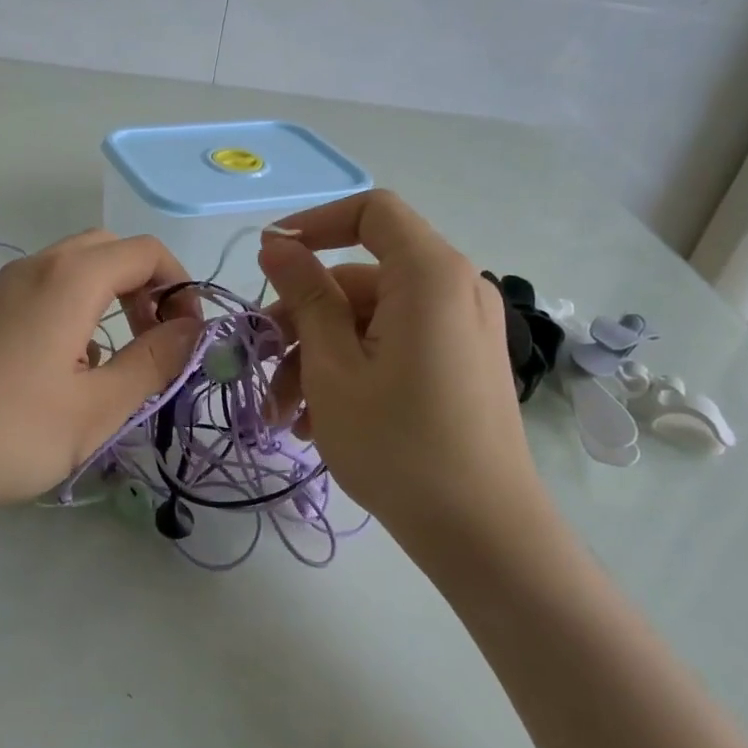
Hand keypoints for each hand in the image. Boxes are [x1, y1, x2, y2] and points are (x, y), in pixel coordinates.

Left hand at [0, 231, 202, 524]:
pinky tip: (68, 369)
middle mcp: (37, 267)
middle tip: (155, 340)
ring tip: (115, 361)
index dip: (179, 288)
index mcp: (70, 278)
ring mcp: (5, 287)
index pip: (145, 252)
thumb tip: (192, 329)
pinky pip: (47, 289)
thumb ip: (154, 362)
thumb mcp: (97, 407)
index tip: (187, 339)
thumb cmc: (9, 431)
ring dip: (112, 298)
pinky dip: (77, 310)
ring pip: (77, 268)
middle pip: (110, 250)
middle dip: (146, 287)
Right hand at [258, 190, 538, 532]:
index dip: (315, 224)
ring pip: (371, 319)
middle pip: (361, 277)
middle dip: (302, 318)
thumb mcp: (332, 367)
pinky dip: (353, 368)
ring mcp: (462, 329)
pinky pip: (396, 344)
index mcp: (429, 275)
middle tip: (262, 366)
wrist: (484, 536)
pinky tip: (316, 419)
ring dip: (319, 355)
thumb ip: (305, 296)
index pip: (371, 212)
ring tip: (284, 413)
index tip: (270, 260)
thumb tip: (278, 246)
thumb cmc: (398, 445)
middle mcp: (454, 289)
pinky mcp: (461, 363)